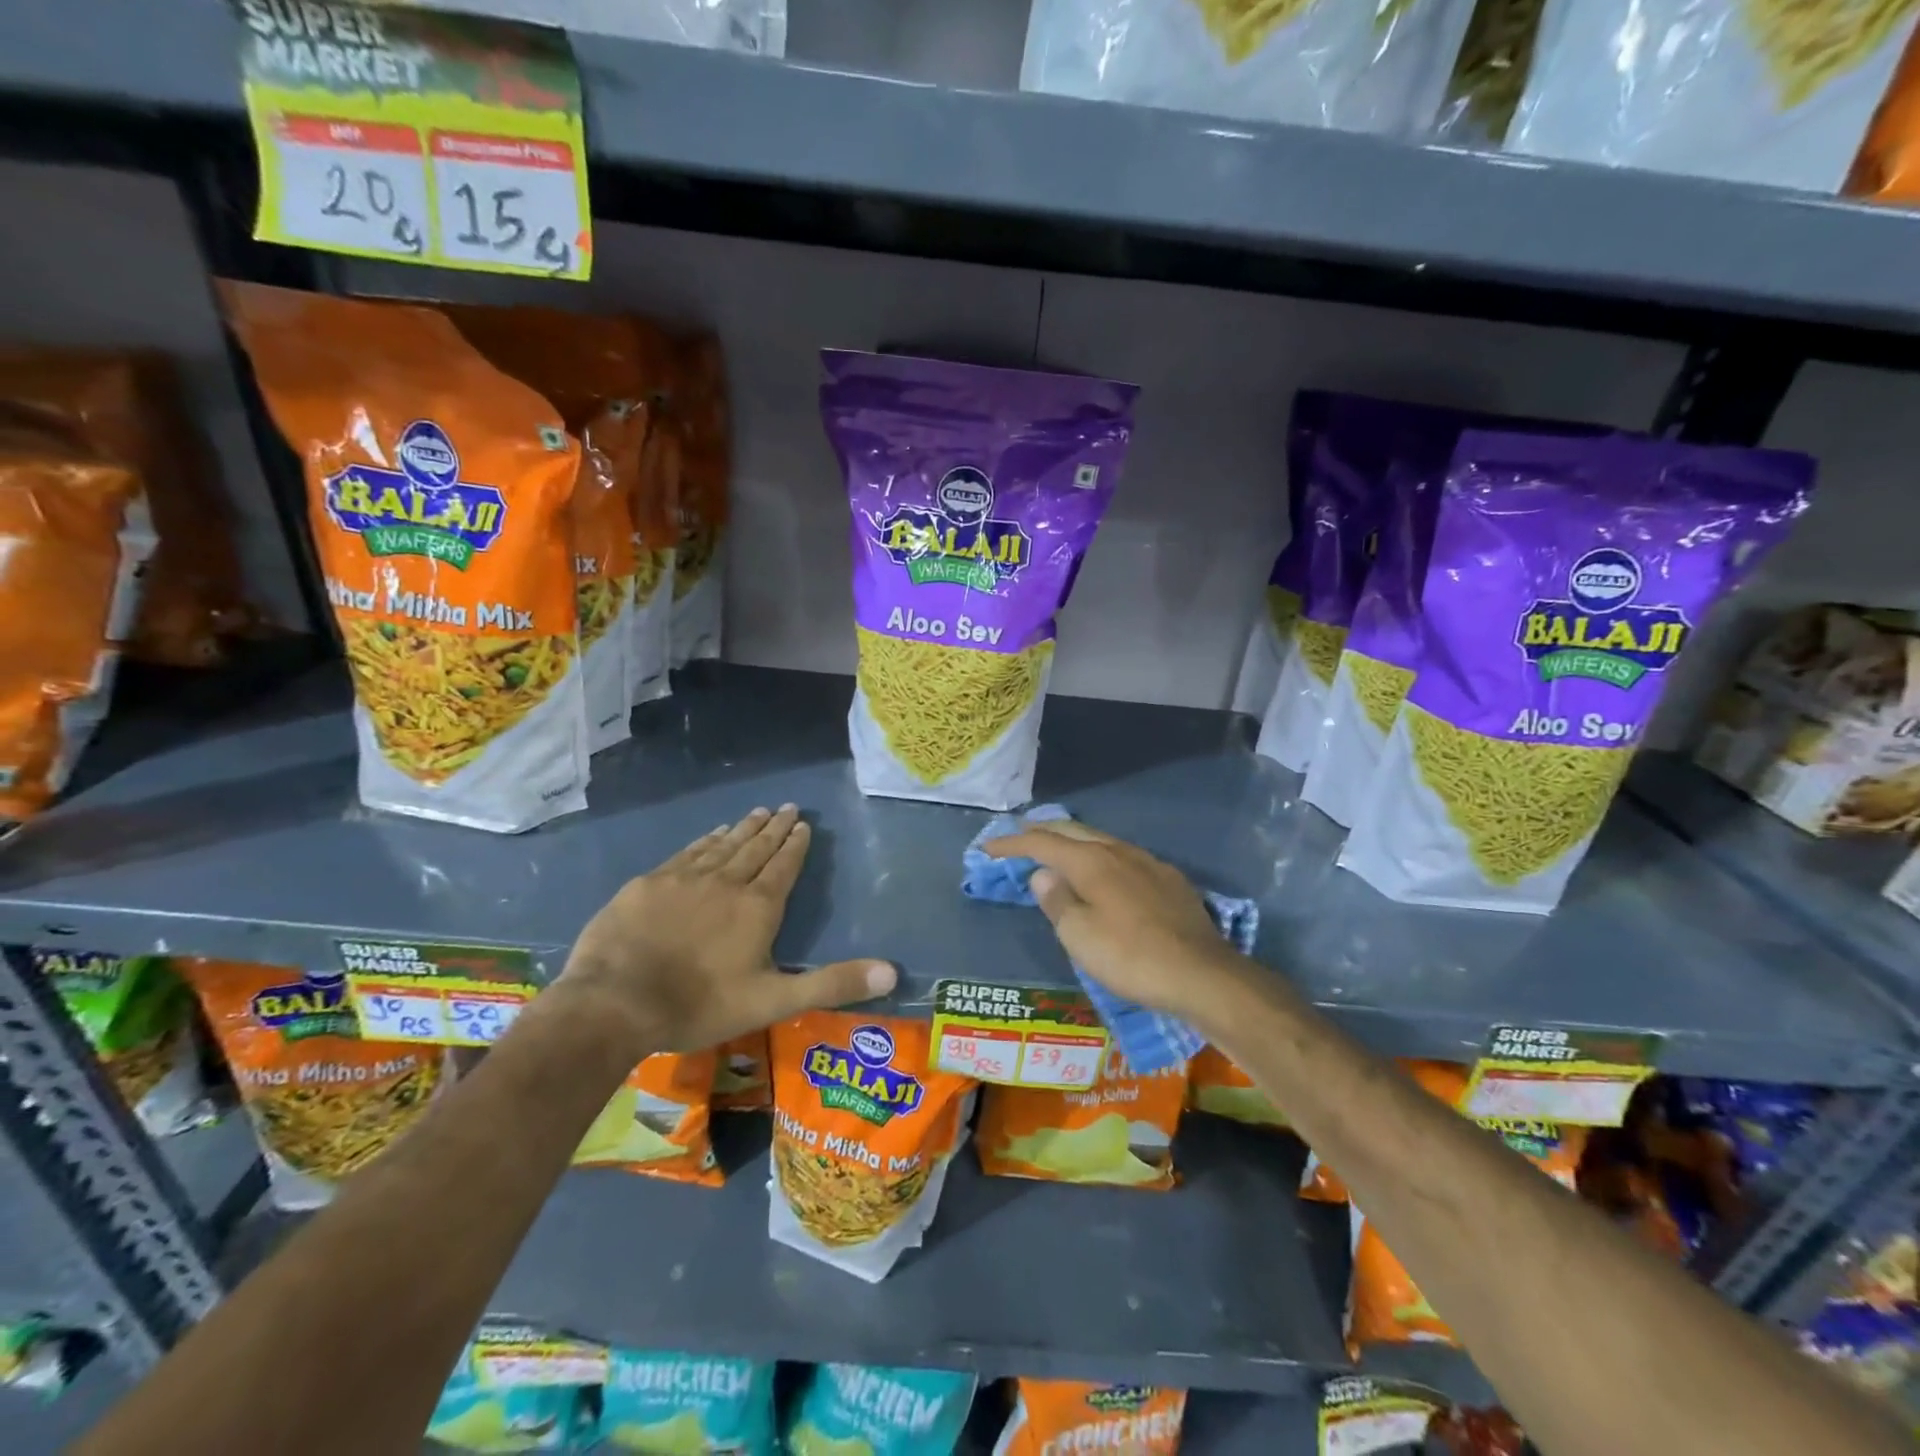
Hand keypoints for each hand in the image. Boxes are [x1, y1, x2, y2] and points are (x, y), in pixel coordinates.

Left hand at [561, 806, 895, 1053]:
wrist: (615, 1002)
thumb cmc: (700, 1004)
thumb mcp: (774, 1001)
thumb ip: (832, 984)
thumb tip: (892, 973)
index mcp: (758, 907)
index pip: (783, 866)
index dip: (795, 845)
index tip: (803, 824)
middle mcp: (726, 882)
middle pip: (755, 848)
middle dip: (774, 828)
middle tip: (787, 807)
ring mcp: (684, 879)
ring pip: (722, 845)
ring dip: (743, 828)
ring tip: (757, 811)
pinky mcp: (649, 884)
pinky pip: (687, 853)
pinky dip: (704, 840)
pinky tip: (711, 834)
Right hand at [984, 821, 1249, 1024]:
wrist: (1203, 974)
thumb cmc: (1131, 957)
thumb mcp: (1080, 936)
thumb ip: (1056, 901)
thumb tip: (1042, 874)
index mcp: (1091, 862)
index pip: (1042, 842)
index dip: (1011, 844)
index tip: (987, 849)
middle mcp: (1119, 851)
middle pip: (1072, 830)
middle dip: (1042, 831)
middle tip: (1018, 838)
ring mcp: (1148, 862)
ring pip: (1101, 840)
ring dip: (1072, 842)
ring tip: (1056, 852)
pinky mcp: (1169, 880)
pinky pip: (1123, 857)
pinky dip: (1100, 857)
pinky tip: (1104, 873)